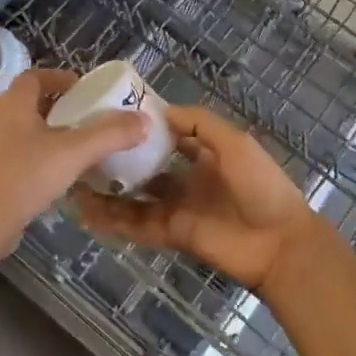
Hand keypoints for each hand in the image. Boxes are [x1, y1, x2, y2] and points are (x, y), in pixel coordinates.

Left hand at [0, 69, 148, 247]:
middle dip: (58, 107)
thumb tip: (144, 120)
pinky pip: (13, 152)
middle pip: (28, 102)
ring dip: (46, 132)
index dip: (59, 78)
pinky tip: (53, 173)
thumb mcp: (74, 153)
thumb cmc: (24, 177)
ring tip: (75, 146)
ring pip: (20, 129)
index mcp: (12, 103)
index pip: (34, 76)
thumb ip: (109, 135)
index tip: (83, 89)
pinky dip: (34, 154)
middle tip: (86, 118)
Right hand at [76, 105, 320, 294]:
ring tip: (77, 182)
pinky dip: (114, 220)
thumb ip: (200, 124)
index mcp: (207, 155)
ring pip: (136, 198)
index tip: (114, 118)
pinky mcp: (173, 235)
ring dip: (110, 192)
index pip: (171, 137)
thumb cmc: (260, 186)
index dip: (146, 129)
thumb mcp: (234, 143)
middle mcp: (189, 180)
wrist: (279, 244)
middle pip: (148, 168)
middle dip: (121, 162)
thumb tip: (160, 111)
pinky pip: (138, 225)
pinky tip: (88, 211)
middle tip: (86, 151)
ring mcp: (179, 209)